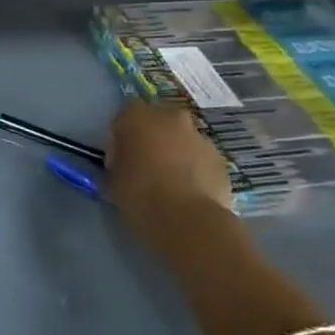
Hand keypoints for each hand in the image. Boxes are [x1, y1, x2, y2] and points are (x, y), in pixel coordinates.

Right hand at [107, 101, 233, 239]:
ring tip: (170, 183)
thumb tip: (126, 157)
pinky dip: (195, 169)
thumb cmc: (140, 195)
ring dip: (176, 152)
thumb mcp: (113, 177)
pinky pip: (201, 158)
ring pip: (183, 139)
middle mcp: (171, 118)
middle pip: (159, 120)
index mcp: (139, 118)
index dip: (123, 133)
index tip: (121, 154)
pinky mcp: (221, 159)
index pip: (126, 114)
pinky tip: (189, 193)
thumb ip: (118, 159)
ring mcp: (200, 137)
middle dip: (153, 137)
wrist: (189, 221)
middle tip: (146, 164)